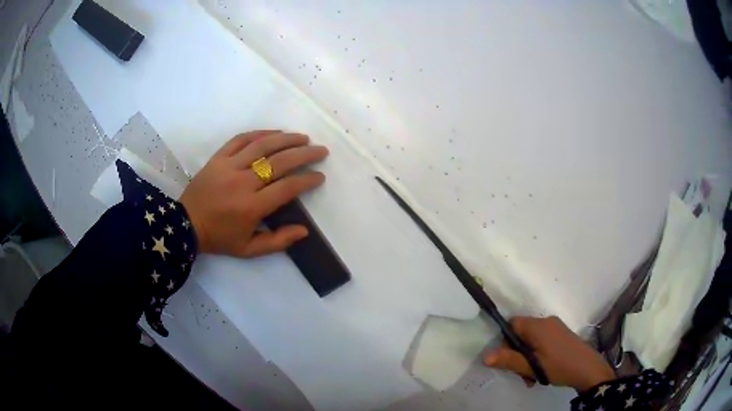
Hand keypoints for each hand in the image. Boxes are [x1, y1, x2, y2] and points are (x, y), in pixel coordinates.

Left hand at [180, 130, 328, 256]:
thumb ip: (278, 241)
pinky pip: (241, 139)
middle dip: (305, 154)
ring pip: (263, 145)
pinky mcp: (218, 157)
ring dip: (287, 138)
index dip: (307, 180)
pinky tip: (275, 132)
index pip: (287, 188)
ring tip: (303, 137)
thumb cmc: (219, 238)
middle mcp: (243, 182)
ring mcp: (229, 166)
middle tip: (321, 151)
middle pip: (280, 162)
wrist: (186, 224)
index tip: (320, 176)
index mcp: (252, 207)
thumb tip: (304, 230)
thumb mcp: (249, 250)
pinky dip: (260, 133)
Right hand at [483, 316, 615, 391]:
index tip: (509, 359)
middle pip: (522, 333)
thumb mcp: (531, 367)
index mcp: (538, 326)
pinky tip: (542, 370)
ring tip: (532, 377)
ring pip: (532, 340)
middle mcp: (546, 321)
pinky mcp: (562, 334)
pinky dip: (538, 354)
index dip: (506, 341)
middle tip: (521, 373)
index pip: (512, 324)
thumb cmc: (558, 366)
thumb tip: (484, 356)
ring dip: (528, 357)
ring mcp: (556, 327)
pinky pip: (543, 341)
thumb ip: (508, 360)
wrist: (588, 368)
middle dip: (518, 354)